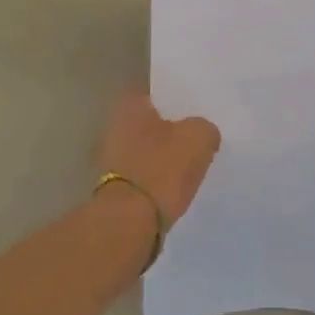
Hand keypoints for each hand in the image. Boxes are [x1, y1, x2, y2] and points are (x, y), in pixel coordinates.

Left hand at [95, 87, 220, 225]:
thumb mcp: (199, 137)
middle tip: (197, 137)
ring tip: (190, 164)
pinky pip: (143, 174)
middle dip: (170, 130)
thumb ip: (204, 127)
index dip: (178, 101)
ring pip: (146, 150)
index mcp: (130, 106)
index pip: (157, 94)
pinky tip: (175, 187)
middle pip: (150, 123)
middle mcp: (113, 127)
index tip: (197, 110)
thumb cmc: (163, 168)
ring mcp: (109, 159)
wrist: (130, 221)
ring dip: (162, 157)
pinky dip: (156, 179)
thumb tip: (202, 133)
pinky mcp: (113, 187)